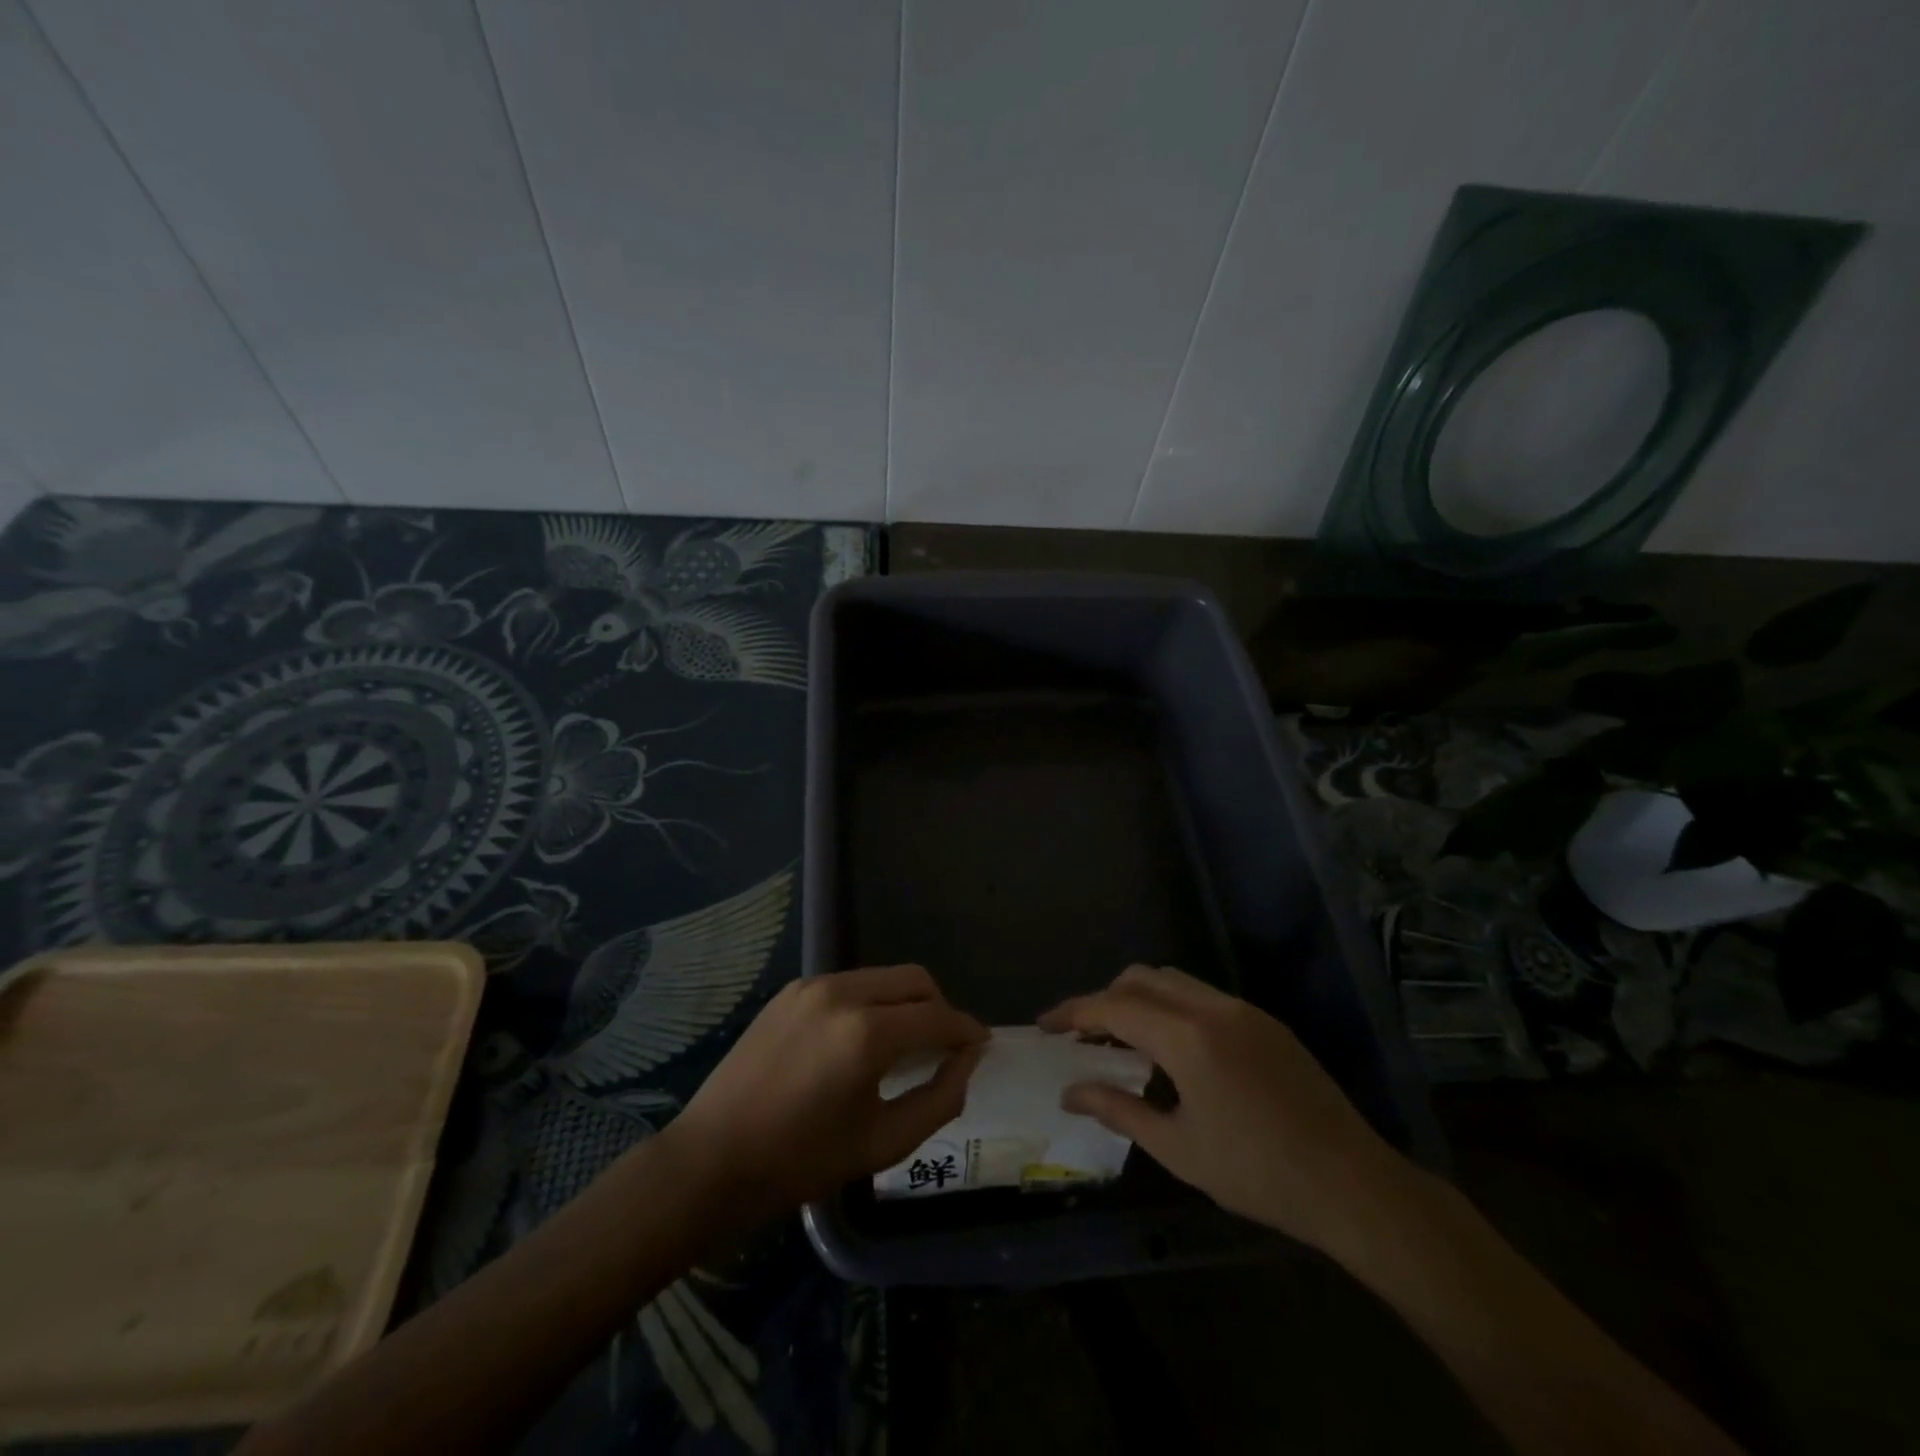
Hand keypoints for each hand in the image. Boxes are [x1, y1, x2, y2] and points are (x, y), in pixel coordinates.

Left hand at [664, 965, 987, 1219]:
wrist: (711, 1158)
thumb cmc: (800, 1161)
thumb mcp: (882, 1143)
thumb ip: (939, 1099)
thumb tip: (966, 1062)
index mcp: (867, 1034)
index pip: (938, 1017)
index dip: (967, 1031)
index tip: (982, 1046)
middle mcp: (844, 994)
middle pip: (915, 980)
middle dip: (940, 1007)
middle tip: (945, 1046)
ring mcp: (813, 986)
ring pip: (883, 977)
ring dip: (906, 1002)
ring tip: (906, 1042)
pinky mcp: (791, 990)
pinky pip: (851, 983)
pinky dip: (873, 1001)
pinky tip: (863, 1038)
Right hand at [1040, 965, 1406, 1253]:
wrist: (1352, 1184)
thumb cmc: (1257, 1173)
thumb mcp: (1178, 1147)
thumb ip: (1118, 1110)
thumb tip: (1070, 1091)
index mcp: (1188, 1037)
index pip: (1114, 1007)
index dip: (1074, 1012)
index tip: (1045, 1025)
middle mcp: (1213, 1007)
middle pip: (1141, 978)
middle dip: (1104, 999)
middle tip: (1082, 1036)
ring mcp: (1243, 1010)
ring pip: (1173, 981)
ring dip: (1138, 998)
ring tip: (1120, 1040)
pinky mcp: (1264, 1022)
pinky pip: (1201, 996)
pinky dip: (1170, 1007)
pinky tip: (1169, 1049)